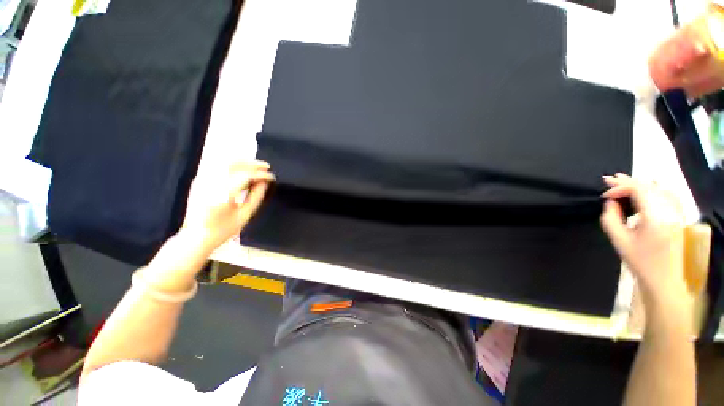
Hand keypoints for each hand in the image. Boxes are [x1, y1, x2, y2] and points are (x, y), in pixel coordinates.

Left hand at [180, 160, 274, 251]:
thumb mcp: (244, 216)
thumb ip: (256, 197)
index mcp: (222, 195)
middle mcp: (210, 184)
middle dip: (252, 163)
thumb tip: (264, 183)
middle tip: (266, 167)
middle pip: (233, 164)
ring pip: (224, 162)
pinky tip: (242, 169)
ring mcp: (202, 180)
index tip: (272, 177)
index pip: (245, 176)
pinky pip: (217, 166)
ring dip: (242, 162)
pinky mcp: (199, 180)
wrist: (194, 237)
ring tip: (256, 166)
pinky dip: (232, 165)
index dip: (261, 175)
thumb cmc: (222, 230)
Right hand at [600, 174, 687, 307]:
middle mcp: (670, 211)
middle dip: (628, 182)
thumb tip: (610, 202)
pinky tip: (647, 188)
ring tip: (624, 182)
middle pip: (650, 187)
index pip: (639, 190)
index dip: (620, 187)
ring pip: (660, 189)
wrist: (664, 279)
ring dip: (641, 184)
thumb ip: (611, 219)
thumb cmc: (640, 261)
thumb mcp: (619, 241)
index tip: (604, 193)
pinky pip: (669, 195)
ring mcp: (678, 214)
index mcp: (656, 218)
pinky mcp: (679, 217)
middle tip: (609, 179)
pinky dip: (656, 188)